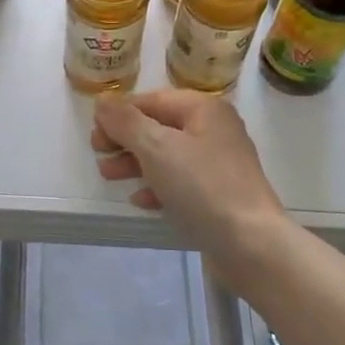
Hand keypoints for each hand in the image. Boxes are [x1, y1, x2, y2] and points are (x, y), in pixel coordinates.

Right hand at [91, 90, 286, 257]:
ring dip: (135, 162)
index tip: (93, 132)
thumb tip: (102, 101)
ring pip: (168, 155)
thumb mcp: (157, 148)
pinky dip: (157, 186)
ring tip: (108, 176)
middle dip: (125, 139)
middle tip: (98, 154)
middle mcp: (214, 130)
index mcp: (204, 109)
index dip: (120, 113)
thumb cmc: (202, 187)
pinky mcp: (218, 194)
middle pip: (160, 126)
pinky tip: (139, 200)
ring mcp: (218, 164)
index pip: (153, 100)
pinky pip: (180, 181)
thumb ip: (126, 122)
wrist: (250, 244)